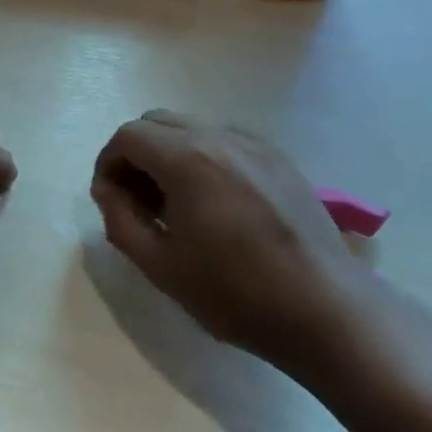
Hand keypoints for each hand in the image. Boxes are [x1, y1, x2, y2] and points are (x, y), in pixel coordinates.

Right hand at [90, 111, 374, 370]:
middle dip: (136, 154)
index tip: (109, 199)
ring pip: (192, 128)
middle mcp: (220, 137)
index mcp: (187, 158)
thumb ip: (121, 219)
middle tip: (137, 200)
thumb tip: (108, 190)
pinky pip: (224, 142)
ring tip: (174, 204)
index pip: (128, 136)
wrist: (324, 308)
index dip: (108, 163)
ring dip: (168, 154)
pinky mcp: (279, 159)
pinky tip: (214, 204)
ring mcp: (254, 144)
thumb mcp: (160, 265)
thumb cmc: (235, 291)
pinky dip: (203, 158)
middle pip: (157, 122)